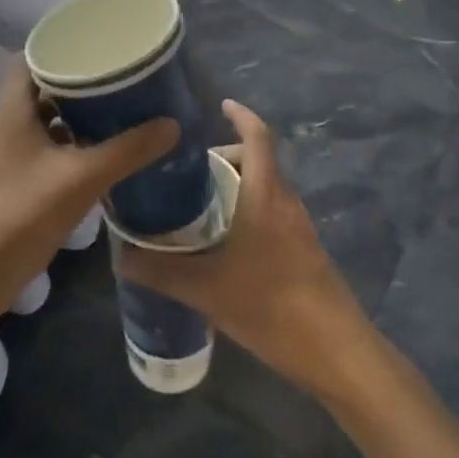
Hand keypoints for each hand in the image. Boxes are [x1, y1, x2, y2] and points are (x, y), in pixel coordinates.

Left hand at [0, 58, 178, 319]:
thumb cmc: (21, 215)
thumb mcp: (81, 178)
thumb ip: (127, 151)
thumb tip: (171, 124)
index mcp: (13, 109)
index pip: (31, 57)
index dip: (61, 46)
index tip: (98, 45)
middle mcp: (8, 123)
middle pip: (44, 86)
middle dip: (80, 81)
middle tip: (121, 76)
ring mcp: (11, 154)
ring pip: (47, 119)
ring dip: (78, 114)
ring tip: (120, 108)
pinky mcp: (18, 180)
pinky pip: (49, 147)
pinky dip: (74, 143)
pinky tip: (104, 151)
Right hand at [115, 100, 372, 397]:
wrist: (336, 351)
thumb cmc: (271, 305)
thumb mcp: (206, 289)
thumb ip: (160, 272)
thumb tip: (121, 257)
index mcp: (265, 196)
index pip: (258, 137)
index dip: (241, 115)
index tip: (221, 105)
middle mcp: (286, 202)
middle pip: (258, 162)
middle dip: (225, 159)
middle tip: (188, 175)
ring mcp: (299, 228)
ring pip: (266, 190)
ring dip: (237, 188)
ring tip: (199, 209)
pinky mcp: (305, 252)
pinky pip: (272, 215)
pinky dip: (248, 213)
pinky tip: (224, 247)